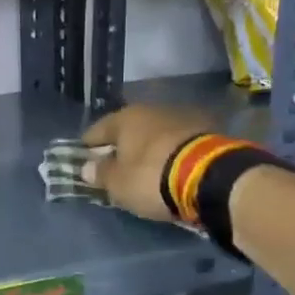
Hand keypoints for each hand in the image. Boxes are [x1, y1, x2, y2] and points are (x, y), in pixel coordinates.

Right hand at [81, 104, 214, 221]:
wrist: (211, 178)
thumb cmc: (152, 177)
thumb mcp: (118, 183)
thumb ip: (100, 173)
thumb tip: (87, 167)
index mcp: (125, 118)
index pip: (97, 130)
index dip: (88, 146)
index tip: (83, 160)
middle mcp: (151, 110)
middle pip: (128, 130)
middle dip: (121, 147)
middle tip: (115, 167)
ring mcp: (181, 118)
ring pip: (154, 134)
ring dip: (147, 149)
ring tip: (144, 170)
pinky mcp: (205, 132)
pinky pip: (176, 144)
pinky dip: (169, 154)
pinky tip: (168, 168)